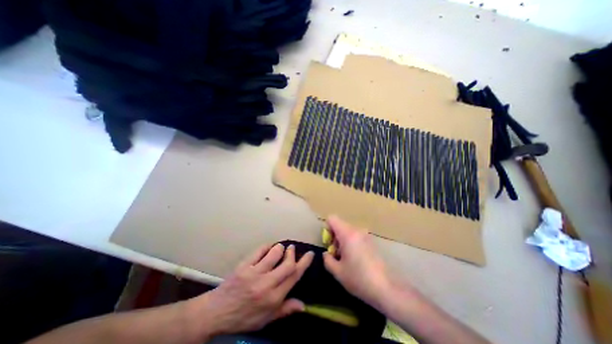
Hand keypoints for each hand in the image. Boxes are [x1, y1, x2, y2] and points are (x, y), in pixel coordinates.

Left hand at [193, 243, 315, 340]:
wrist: (216, 313)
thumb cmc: (243, 317)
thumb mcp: (266, 319)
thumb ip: (285, 310)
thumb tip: (303, 305)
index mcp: (273, 298)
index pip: (294, 276)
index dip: (304, 263)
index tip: (310, 254)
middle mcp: (266, 285)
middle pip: (287, 264)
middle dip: (292, 253)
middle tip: (292, 248)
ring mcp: (254, 274)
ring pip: (274, 253)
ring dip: (280, 248)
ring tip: (280, 248)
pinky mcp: (244, 266)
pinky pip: (259, 250)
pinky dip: (266, 246)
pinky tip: (267, 248)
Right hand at [322, 215, 393, 308]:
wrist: (385, 289)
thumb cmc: (358, 278)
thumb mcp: (337, 271)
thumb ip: (327, 259)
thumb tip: (326, 253)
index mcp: (347, 234)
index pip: (332, 219)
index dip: (327, 229)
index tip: (329, 244)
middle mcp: (357, 230)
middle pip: (340, 225)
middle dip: (334, 237)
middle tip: (336, 254)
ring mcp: (365, 235)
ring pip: (347, 231)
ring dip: (342, 241)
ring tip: (346, 258)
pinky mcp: (371, 241)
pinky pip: (356, 236)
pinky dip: (351, 243)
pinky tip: (355, 259)